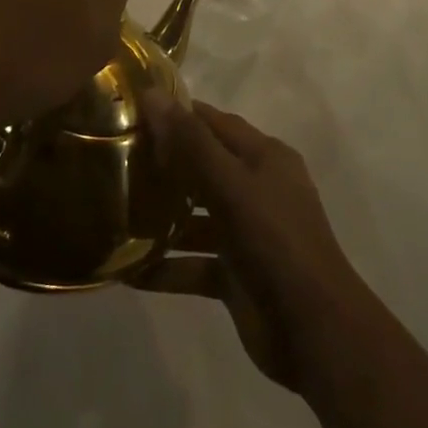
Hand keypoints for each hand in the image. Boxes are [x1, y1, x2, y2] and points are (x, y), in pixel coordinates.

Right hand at [138, 97, 368, 392]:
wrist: (315, 332)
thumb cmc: (276, 242)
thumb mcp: (233, 186)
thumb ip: (192, 144)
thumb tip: (152, 95)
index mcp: (265, 158)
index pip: (215, 123)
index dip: (178, 114)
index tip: (133, 111)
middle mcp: (257, 189)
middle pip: (203, 167)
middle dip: (164, 165)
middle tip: (114, 159)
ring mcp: (247, 234)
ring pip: (196, 218)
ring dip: (161, 218)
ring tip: (112, 213)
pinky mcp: (235, 276)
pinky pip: (194, 263)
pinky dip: (166, 266)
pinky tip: (126, 271)